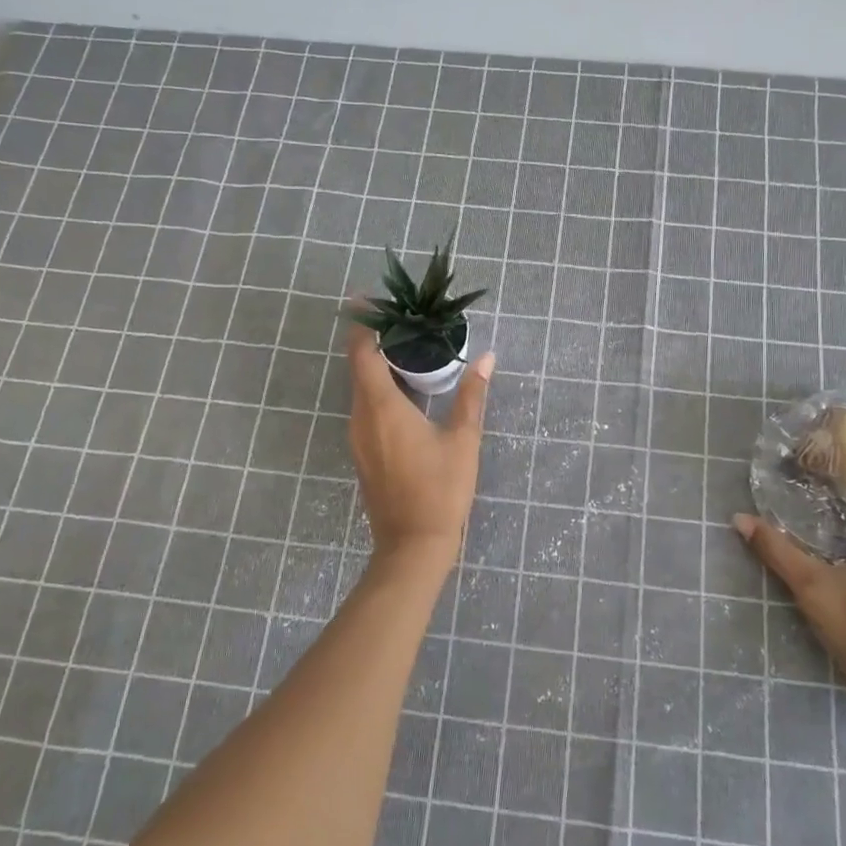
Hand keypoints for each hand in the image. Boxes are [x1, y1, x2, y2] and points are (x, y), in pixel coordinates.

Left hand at [345, 316, 493, 566]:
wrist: (412, 546)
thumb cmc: (440, 490)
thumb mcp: (463, 440)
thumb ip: (472, 395)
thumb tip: (487, 359)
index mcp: (382, 407)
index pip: (363, 352)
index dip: (364, 323)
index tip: (371, 299)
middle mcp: (361, 417)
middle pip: (359, 366)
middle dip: (374, 338)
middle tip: (403, 318)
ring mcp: (358, 437)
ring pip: (361, 388)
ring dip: (377, 364)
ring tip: (408, 347)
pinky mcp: (363, 452)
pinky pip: (365, 407)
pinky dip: (379, 388)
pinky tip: (405, 388)